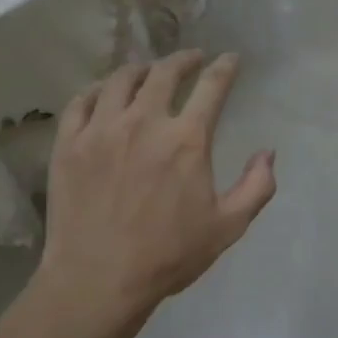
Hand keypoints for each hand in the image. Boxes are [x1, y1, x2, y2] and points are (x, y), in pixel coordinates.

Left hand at [38, 50, 276, 323]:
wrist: (97, 279)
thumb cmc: (167, 256)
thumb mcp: (227, 228)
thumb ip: (256, 187)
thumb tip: (268, 152)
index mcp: (186, 140)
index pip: (212, 87)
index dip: (224, 68)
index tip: (230, 59)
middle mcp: (144, 122)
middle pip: (164, 72)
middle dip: (183, 59)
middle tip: (192, 59)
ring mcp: (101, 129)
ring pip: (120, 80)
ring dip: (141, 69)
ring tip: (148, 71)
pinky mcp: (69, 143)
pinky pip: (81, 101)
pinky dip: (98, 90)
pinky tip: (105, 93)